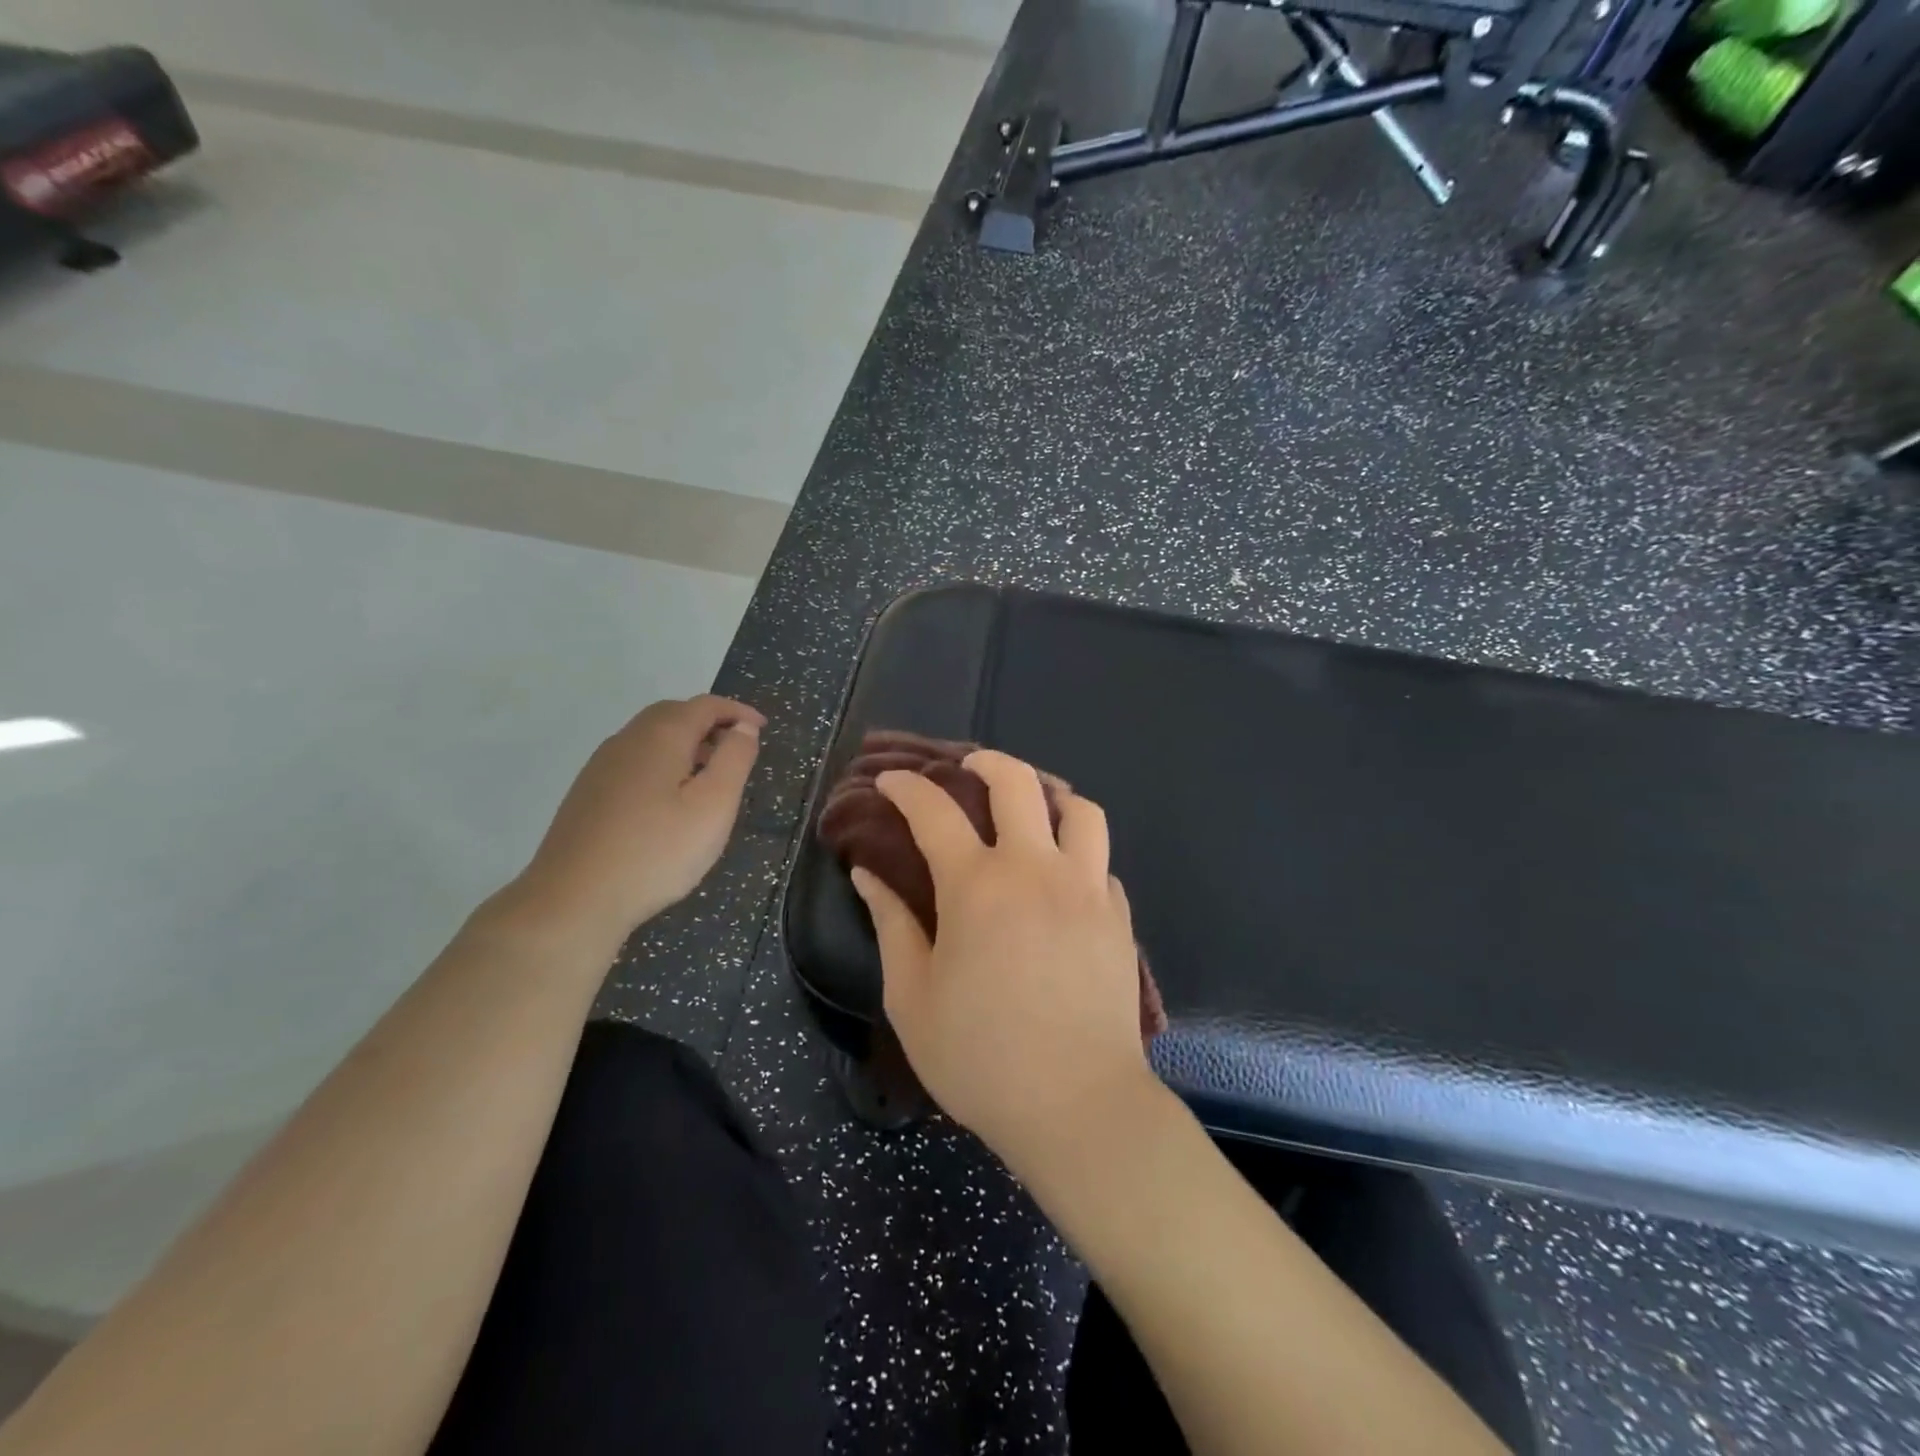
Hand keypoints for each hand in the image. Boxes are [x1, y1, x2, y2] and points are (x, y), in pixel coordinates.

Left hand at [510, 695, 763, 943]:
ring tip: (709, 775)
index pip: (704, 706)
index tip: (761, 728)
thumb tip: (744, 727)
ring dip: (685, 743)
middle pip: (673, 714)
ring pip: (650, 737)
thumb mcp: (713, 806)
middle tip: (737, 748)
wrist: (573, 900)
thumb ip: (734, 760)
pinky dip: (663, 762)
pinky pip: (634, 760)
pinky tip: (670, 800)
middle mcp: (626, 741)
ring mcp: (601, 767)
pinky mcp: (588, 793)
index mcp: (660, 737)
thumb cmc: (656, 852)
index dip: (737, 711)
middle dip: (709, 722)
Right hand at [851, 750, 1151, 1174]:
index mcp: (977, 886)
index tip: (889, 783)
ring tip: (1032, 807)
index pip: (934, 812)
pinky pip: (1100, 861)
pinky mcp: (1118, 915)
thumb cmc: (981, 1058)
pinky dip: (1078, 852)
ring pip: (1079, 809)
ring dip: (1050, 794)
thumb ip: (891, 925)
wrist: (1078, 1106)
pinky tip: (1063, 876)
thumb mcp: (912, 997)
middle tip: (967, 767)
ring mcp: (1086, 888)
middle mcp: (1036, 869)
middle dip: (986, 762)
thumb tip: (867, 874)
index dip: (906, 789)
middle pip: (1017, 783)